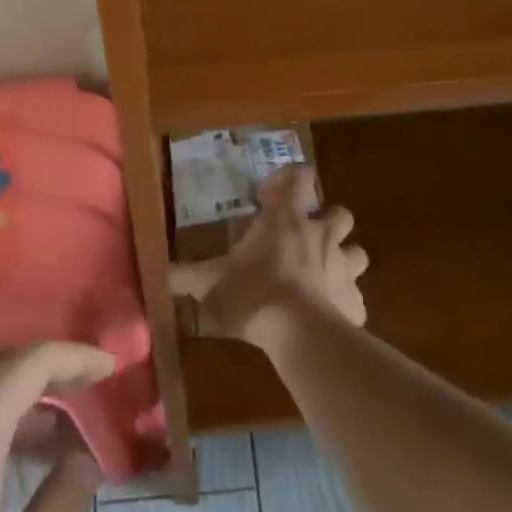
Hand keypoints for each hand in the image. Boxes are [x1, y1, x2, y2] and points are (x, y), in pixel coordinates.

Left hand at [0, 341, 113, 511]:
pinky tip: (1, 482)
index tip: (113, 367)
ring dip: (21, 408)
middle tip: (92, 398)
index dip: (77, 357)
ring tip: (59, 445)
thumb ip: (61, 509)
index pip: (32, 361)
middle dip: (52, 376)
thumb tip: (83, 461)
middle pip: (1, 370)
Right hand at [169, 164, 368, 346]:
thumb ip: (181, 275)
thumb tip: (153, 272)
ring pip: (357, 252)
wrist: (299, 335)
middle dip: (326, 221)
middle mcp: (321, 235)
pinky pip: (355, 297)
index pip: (300, 176)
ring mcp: (344, 267)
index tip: (269, 198)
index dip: (289, 179)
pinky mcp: (355, 301)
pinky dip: (344, 302)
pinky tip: (327, 315)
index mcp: (287, 219)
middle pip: (339, 213)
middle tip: (302, 238)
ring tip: (321, 275)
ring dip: (342, 258)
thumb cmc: (253, 294)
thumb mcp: (209, 283)